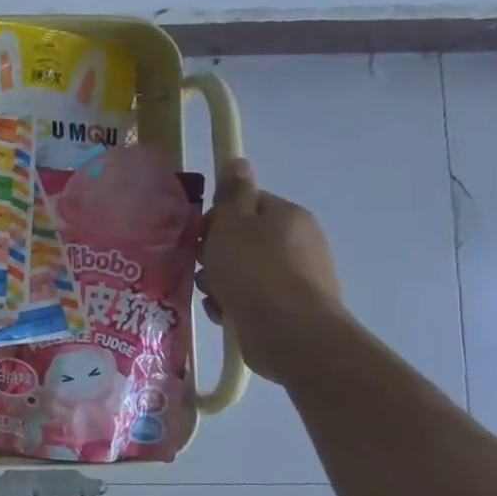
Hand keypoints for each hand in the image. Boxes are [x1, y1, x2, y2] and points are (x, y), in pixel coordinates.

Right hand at [197, 158, 349, 383]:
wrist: (291, 334)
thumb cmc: (255, 272)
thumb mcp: (233, 224)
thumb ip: (232, 192)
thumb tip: (237, 161)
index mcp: (286, 216)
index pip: (245, 204)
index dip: (217, 217)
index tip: (198, 235)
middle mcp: (298, 243)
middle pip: (242, 240)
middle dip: (215, 254)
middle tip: (202, 266)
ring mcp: (296, 277)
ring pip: (242, 271)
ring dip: (220, 282)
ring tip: (213, 295)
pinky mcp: (289, 308)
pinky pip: (250, 298)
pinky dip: (233, 304)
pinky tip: (224, 314)